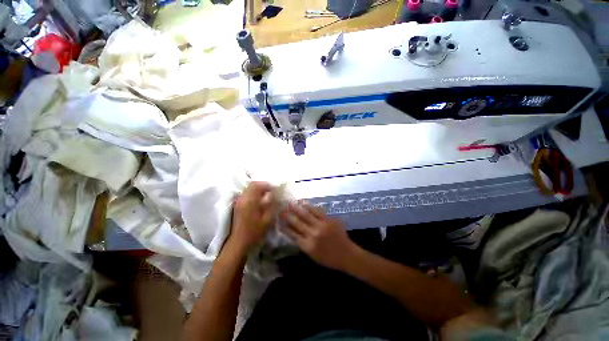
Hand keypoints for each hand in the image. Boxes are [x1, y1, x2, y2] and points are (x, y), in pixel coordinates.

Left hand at [230, 182, 277, 250]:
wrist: (239, 242)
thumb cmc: (254, 232)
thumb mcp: (268, 220)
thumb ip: (273, 205)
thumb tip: (276, 195)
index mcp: (250, 201)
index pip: (258, 185)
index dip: (267, 185)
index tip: (275, 189)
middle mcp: (242, 198)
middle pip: (252, 184)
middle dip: (263, 185)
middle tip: (272, 190)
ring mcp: (239, 201)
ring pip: (249, 188)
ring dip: (258, 189)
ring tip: (267, 195)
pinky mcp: (238, 205)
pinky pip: (246, 193)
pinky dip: (254, 193)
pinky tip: (260, 200)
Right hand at [280, 202, 358, 270]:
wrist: (347, 254)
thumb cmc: (329, 258)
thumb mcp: (312, 255)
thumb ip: (302, 244)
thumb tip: (293, 233)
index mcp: (307, 246)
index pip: (292, 234)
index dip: (285, 226)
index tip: (279, 220)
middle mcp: (312, 235)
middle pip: (297, 223)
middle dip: (288, 215)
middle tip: (281, 208)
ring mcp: (321, 226)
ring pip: (306, 215)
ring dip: (297, 208)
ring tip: (290, 203)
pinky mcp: (328, 220)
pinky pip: (317, 211)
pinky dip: (309, 206)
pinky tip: (303, 202)